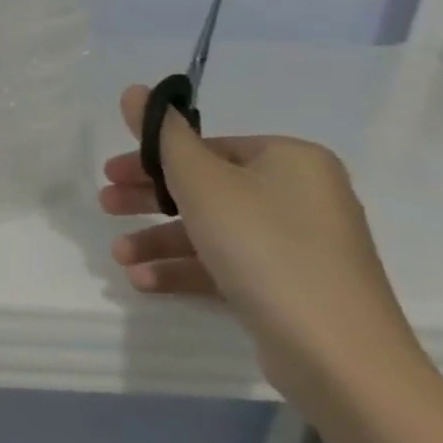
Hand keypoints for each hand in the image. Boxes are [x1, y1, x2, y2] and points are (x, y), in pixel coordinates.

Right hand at [99, 84, 425, 409]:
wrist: (337, 353)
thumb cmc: (263, 247)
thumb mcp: (200, 181)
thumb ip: (163, 135)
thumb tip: (136, 90)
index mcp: (291, 161)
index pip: (208, 146)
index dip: (153, 159)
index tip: (111, 175)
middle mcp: (301, 195)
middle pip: (205, 187)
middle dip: (149, 201)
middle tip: (106, 207)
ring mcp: (299, 244)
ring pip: (209, 229)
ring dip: (157, 240)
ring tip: (120, 257)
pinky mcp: (290, 284)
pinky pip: (226, 263)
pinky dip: (183, 268)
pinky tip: (144, 281)